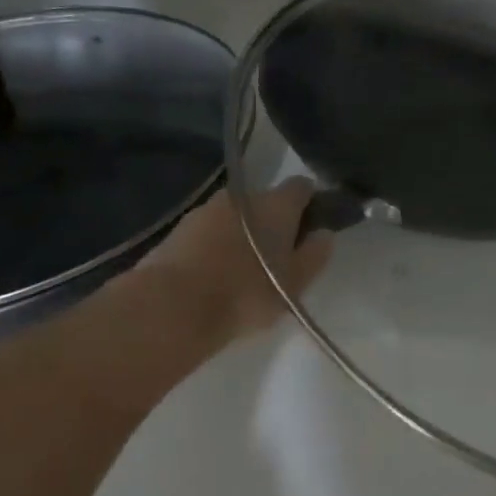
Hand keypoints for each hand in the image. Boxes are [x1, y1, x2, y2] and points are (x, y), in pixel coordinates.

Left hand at [129, 178, 331, 343]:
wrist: (171, 308)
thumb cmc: (245, 293)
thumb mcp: (294, 284)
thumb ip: (315, 256)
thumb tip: (324, 234)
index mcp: (276, 204)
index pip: (301, 187)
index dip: (310, 202)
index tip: (311, 225)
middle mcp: (242, 197)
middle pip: (266, 201)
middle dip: (273, 221)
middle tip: (276, 256)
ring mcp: (205, 210)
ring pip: (235, 216)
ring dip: (242, 233)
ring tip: (242, 268)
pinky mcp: (178, 229)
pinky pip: (208, 232)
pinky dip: (216, 245)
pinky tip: (214, 274)